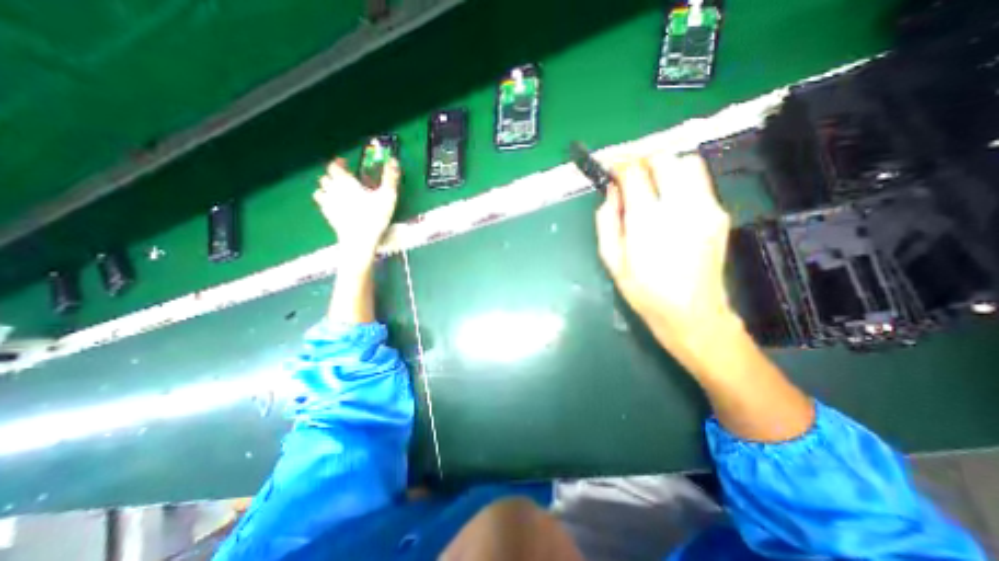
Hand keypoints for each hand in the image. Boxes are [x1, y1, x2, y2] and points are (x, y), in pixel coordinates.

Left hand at [315, 155, 401, 254]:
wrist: (360, 240)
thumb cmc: (374, 216)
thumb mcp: (388, 196)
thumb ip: (390, 178)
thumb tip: (394, 160)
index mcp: (346, 182)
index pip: (334, 166)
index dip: (338, 163)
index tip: (345, 163)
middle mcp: (333, 190)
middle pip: (326, 178)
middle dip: (333, 176)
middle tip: (345, 179)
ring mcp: (328, 204)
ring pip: (320, 190)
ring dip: (327, 188)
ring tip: (338, 192)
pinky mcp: (328, 217)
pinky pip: (322, 205)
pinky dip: (326, 201)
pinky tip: (335, 206)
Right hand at [597, 152, 735, 361]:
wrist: (692, 314)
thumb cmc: (644, 291)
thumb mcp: (611, 259)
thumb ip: (607, 220)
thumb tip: (612, 192)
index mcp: (648, 220)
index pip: (635, 172)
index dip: (620, 164)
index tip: (611, 168)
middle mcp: (680, 206)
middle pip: (664, 158)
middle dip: (642, 159)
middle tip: (629, 173)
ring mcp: (705, 208)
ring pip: (687, 163)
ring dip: (664, 167)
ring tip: (650, 184)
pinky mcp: (719, 214)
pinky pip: (699, 182)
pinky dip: (680, 180)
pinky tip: (669, 201)